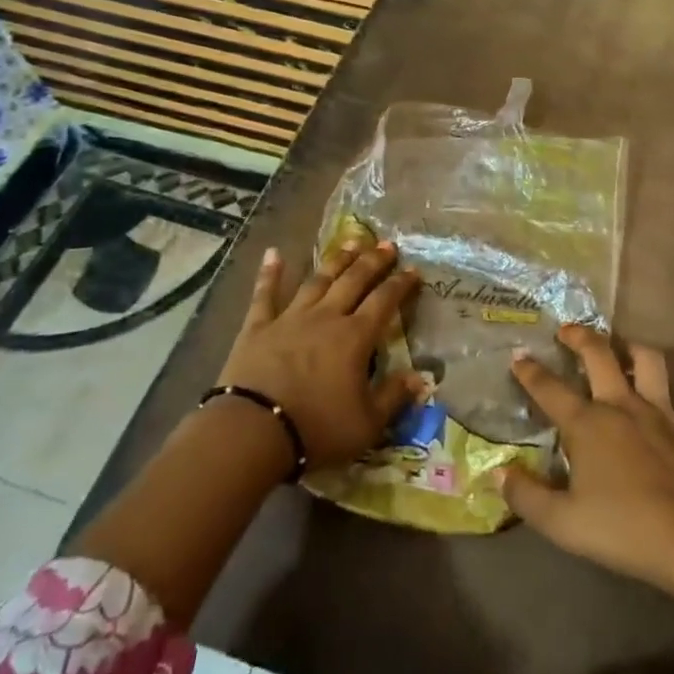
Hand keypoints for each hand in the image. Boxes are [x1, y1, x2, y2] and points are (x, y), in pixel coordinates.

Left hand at [218, 239, 422, 470]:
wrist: (252, 432)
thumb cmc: (316, 429)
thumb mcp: (367, 424)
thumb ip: (394, 396)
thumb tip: (422, 377)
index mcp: (355, 337)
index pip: (385, 301)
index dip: (401, 284)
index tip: (413, 269)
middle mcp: (326, 317)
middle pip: (354, 280)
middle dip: (373, 261)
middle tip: (387, 244)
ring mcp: (290, 318)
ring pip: (318, 280)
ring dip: (336, 260)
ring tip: (351, 242)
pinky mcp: (258, 327)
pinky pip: (265, 294)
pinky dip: (270, 273)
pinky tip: (273, 252)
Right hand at [504, 325, 673, 673]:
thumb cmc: (624, 530)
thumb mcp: (562, 523)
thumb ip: (526, 497)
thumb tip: (498, 472)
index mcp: (587, 424)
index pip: (550, 390)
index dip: (530, 372)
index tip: (518, 356)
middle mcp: (622, 405)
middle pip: (599, 355)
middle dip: (580, 337)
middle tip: (568, 331)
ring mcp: (662, 412)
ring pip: (649, 361)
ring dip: (634, 348)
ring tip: (623, 347)